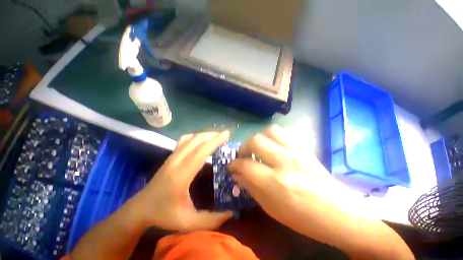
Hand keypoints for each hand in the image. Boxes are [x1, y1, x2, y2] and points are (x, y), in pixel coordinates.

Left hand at [135, 131, 232, 231]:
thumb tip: (231, 212)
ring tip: (216, 136)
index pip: (200, 152)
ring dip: (204, 135)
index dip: (214, 142)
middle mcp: (176, 162)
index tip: (226, 135)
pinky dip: (195, 136)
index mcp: (181, 176)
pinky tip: (201, 140)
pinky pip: (184, 140)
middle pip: (196, 141)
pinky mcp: (170, 156)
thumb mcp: (188, 222)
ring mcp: (171, 157)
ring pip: (189, 138)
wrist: (140, 209)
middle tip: (225, 135)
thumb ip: (211, 220)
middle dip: (212, 135)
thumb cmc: (164, 215)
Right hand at [227, 126, 337, 230]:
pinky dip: (272, 137)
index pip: (246, 165)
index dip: (234, 164)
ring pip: (269, 131)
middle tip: (243, 156)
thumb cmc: (303, 218)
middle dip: (243, 147)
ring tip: (257, 148)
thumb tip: (237, 174)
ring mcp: (296, 152)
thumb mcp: (272, 209)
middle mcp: (284, 162)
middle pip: (255, 141)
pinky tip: (271, 146)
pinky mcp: (304, 148)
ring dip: (258, 138)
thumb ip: (251, 188)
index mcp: (276, 183)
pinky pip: (283, 133)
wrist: (340, 213)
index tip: (231, 166)